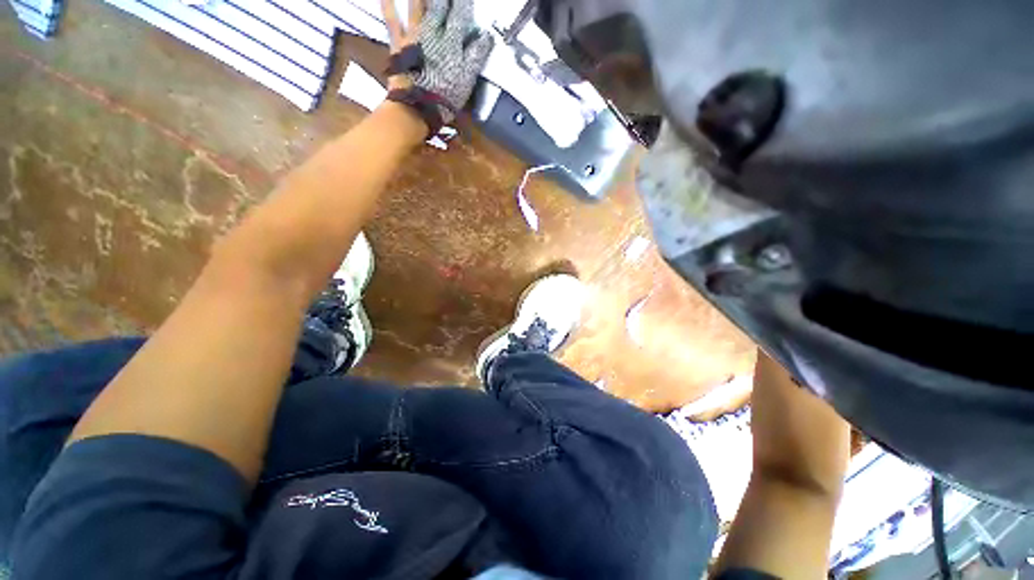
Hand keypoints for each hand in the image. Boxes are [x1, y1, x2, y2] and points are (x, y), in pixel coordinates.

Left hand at [382, 0, 493, 121]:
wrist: (417, 107)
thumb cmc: (445, 96)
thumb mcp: (466, 80)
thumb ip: (476, 56)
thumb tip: (487, 35)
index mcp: (452, 41)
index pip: (460, 15)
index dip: (463, 4)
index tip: (464, 0)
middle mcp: (433, 31)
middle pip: (438, 5)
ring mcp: (414, 34)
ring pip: (417, 5)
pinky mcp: (398, 42)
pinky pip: (391, 18)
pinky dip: (388, 4)